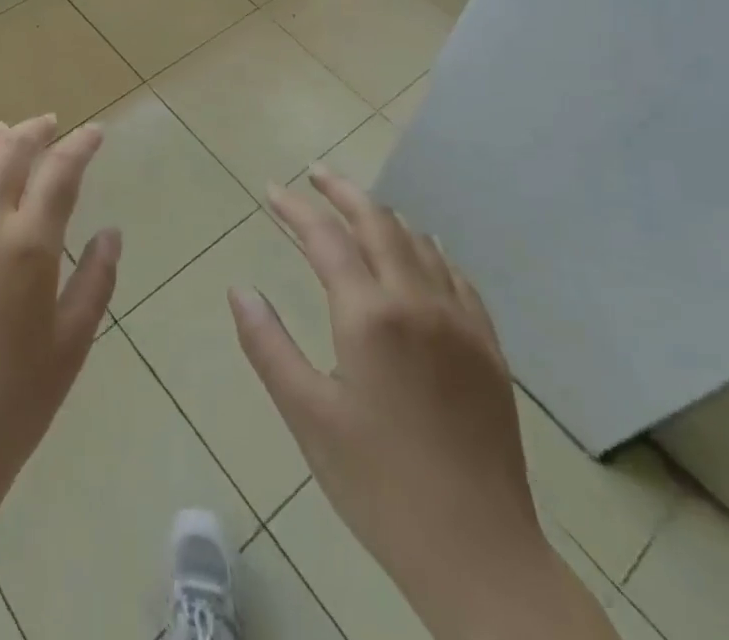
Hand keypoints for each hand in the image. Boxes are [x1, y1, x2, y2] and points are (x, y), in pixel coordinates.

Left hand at [0, 116, 119, 639]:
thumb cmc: (14, 404)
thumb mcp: (71, 344)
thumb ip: (97, 280)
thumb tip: (111, 232)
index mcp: (27, 247)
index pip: (59, 172)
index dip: (80, 145)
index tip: (93, 133)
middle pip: (6, 154)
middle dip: (32, 131)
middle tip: (45, 125)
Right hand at [232, 169, 613, 639]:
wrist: (480, 554)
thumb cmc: (378, 484)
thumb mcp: (307, 415)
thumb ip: (268, 345)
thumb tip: (240, 289)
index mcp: (369, 315)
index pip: (325, 237)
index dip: (295, 207)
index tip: (271, 188)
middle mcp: (417, 301)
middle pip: (378, 222)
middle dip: (342, 191)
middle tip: (315, 174)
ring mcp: (460, 321)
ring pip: (419, 242)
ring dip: (383, 216)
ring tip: (357, 208)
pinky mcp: (488, 346)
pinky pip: (456, 274)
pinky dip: (427, 249)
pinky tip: (420, 252)